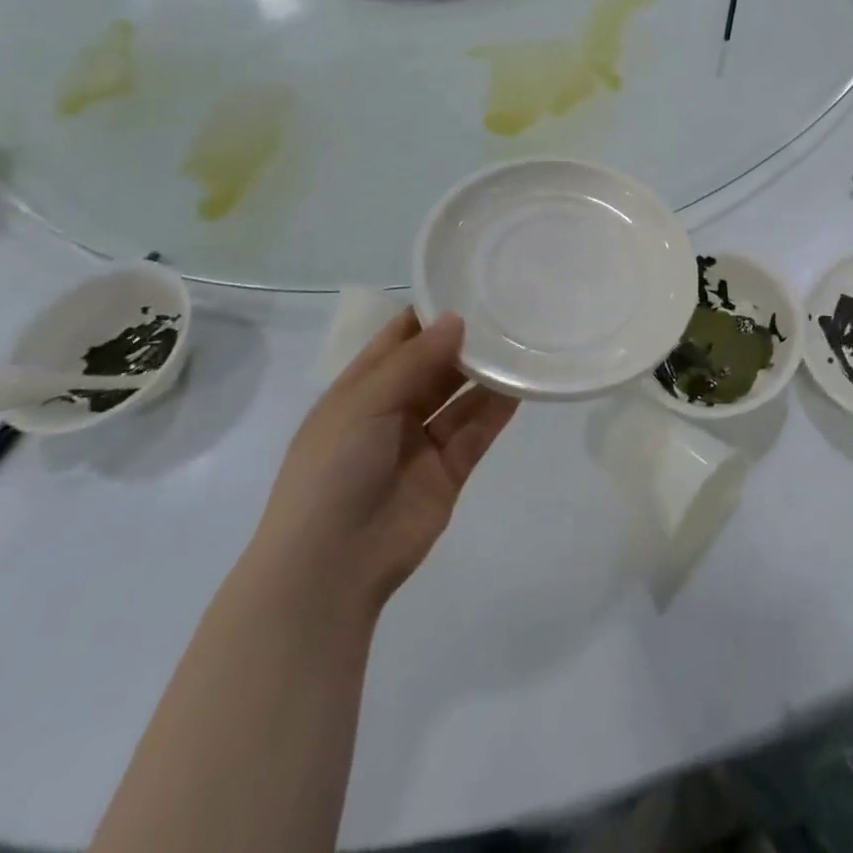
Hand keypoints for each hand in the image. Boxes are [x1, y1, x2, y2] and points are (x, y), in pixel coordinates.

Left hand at [247, 310, 517, 619]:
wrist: (330, 568)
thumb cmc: (332, 472)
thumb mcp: (364, 404)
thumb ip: (415, 361)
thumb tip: (457, 318)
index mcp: (360, 389)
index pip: (399, 338)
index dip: (430, 313)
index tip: (470, 284)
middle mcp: (392, 410)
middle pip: (435, 365)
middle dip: (466, 341)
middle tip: (508, 309)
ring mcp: (421, 442)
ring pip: (460, 397)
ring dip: (486, 372)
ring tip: (522, 339)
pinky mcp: (449, 470)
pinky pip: (477, 430)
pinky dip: (498, 408)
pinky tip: (523, 382)